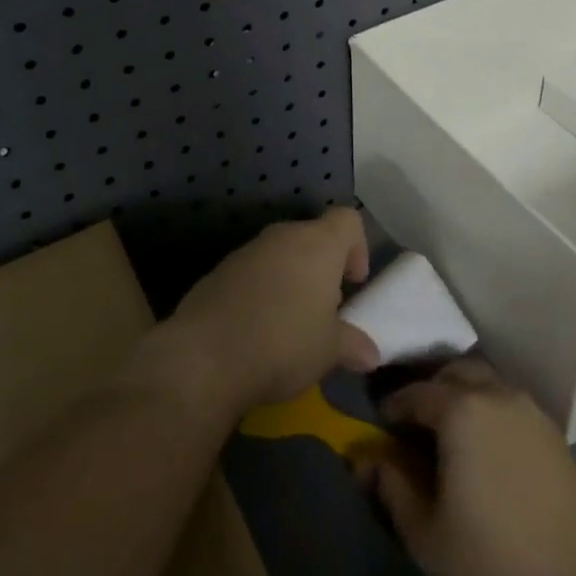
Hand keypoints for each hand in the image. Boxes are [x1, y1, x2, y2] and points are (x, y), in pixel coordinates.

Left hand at [156, 207, 378, 417]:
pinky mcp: (219, 270)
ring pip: (280, 253)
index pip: (347, 219)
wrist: (205, 355)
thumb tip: (370, 353)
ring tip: (290, 323)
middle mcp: (282, 236)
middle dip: (322, 268)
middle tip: (324, 310)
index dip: (357, 246)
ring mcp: (247, 250)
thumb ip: (352, 345)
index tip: (353, 283)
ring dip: (291, 279)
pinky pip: (252, 271)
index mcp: (317, 244)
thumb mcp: (328, 352)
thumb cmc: (283, 344)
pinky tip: (257, 329)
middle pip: (312, 236)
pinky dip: (261, 290)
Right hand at [360, 360, 575, 575]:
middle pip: (453, 373)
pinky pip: (508, 403)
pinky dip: (488, 411)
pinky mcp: (554, 432)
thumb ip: (391, 490)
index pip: (415, 393)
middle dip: (429, 390)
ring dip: (461, 396)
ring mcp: (530, 409)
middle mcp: (495, 394)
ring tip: (449, 435)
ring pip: (485, 383)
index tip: (381, 426)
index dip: (393, 407)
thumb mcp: (427, 536)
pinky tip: (486, 450)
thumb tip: (367, 461)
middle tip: (414, 424)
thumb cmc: (496, 561)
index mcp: (460, 409)